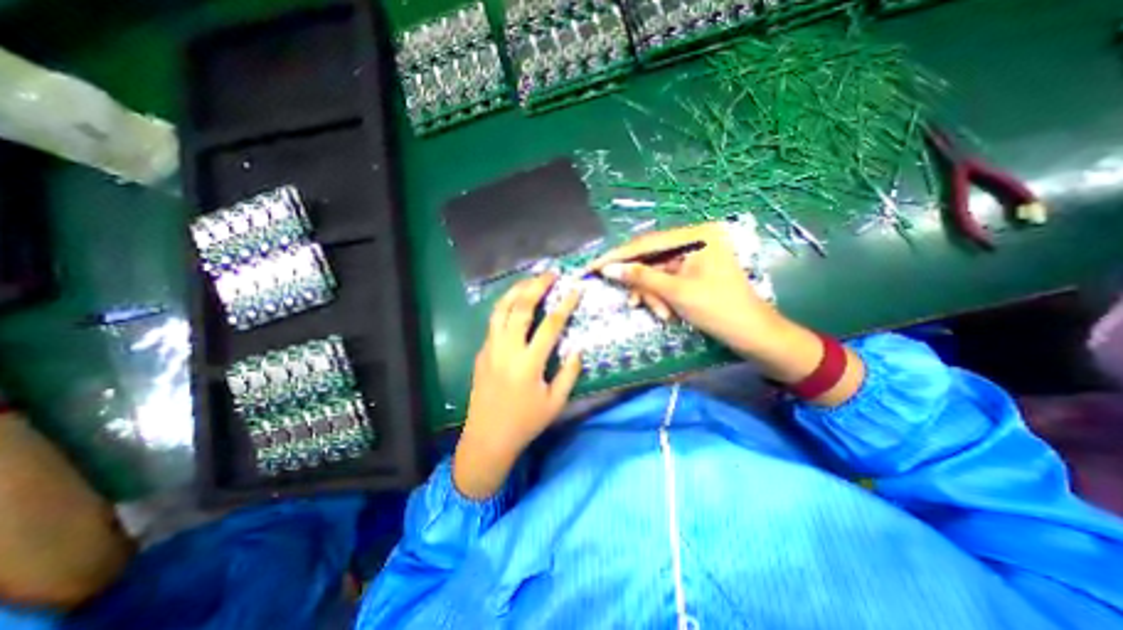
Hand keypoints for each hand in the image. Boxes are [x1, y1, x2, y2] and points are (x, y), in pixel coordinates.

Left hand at [453, 273, 581, 499]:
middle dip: (536, 286)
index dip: (565, 304)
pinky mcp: (482, 352)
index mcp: (529, 363)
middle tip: (550, 274)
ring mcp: (490, 349)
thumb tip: (578, 349)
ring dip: (516, 291)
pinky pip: (493, 322)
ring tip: (530, 280)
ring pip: (501, 310)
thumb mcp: (555, 403)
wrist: (487, 438)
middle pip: (520, 308)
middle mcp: (507, 350)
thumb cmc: (525, 423)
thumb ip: (569, 373)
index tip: (575, 289)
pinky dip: (505, 306)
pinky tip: (514, 303)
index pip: (550, 325)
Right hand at [588, 223, 860, 397]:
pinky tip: (667, 313)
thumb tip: (608, 269)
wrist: (753, 336)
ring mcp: (694, 256)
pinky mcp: (693, 271)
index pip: (646, 243)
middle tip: (635, 304)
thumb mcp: (676, 293)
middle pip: (651, 258)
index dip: (617, 256)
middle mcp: (695, 240)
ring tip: (662, 314)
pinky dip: (661, 297)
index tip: (593, 266)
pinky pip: (666, 281)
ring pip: (656, 273)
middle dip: (642, 284)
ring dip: (653, 295)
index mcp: (697, 236)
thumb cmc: (719, 310)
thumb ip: (641, 277)